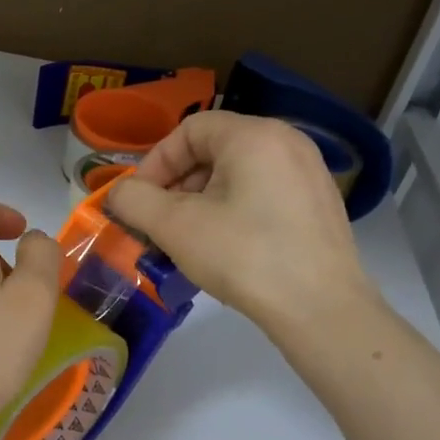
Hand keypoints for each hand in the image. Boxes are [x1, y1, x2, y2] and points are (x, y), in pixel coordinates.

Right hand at [107, 111, 375, 334]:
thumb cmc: (244, 257)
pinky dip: (233, 211)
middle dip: (177, 186)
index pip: (189, 130)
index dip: (156, 163)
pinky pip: (263, 194)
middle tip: (159, 224)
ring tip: (187, 241)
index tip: (139, 201)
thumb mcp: (176, 227)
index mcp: (255, 135)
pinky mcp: (319, 205)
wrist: (321, 309)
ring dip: (201, 202)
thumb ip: (135, 201)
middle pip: (214, 150)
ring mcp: (309, 174)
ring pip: (237, 175)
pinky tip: (225, 249)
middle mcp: (287, 142)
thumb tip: (119, 193)